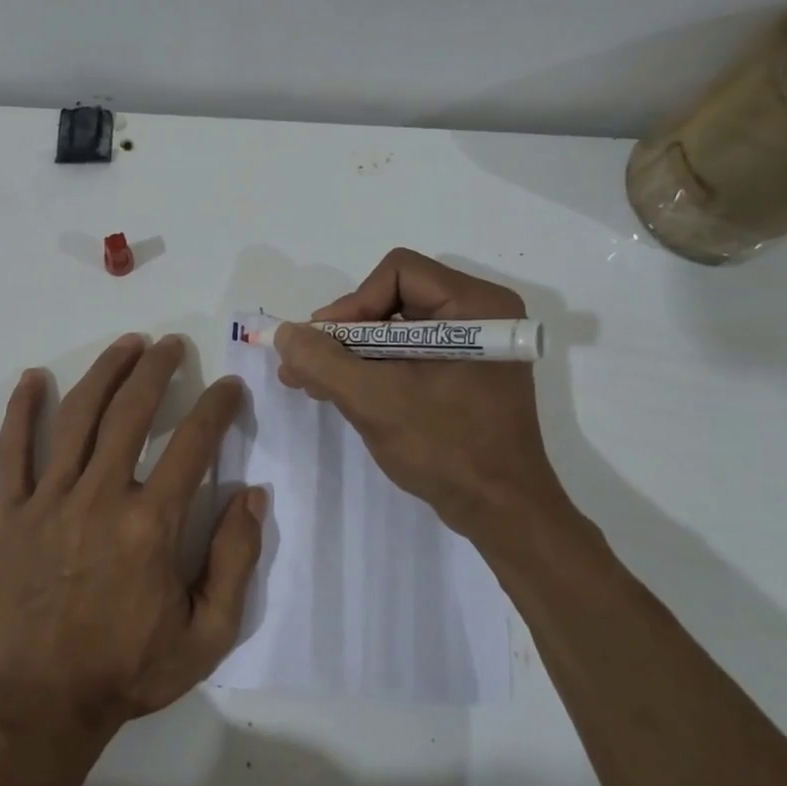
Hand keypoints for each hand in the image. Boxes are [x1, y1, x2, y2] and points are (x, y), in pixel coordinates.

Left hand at [0, 333, 265, 741]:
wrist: (42, 706)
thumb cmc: (129, 671)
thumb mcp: (208, 634)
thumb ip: (236, 560)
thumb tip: (253, 494)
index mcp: (152, 525)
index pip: (193, 444)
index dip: (217, 408)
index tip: (229, 388)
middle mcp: (101, 497)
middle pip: (131, 412)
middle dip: (157, 370)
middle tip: (172, 345)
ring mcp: (49, 501)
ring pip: (77, 416)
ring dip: (105, 372)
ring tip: (126, 345)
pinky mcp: (9, 514)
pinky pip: (13, 451)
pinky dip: (23, 410)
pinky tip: (34, 378)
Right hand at [275, 249, 576, 555]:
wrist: (501, 512)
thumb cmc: (446, 448)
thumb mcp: (374, 400)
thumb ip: (323, 361)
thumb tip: (285, 333)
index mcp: (476, 306)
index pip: (397, 273)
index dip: (353, 304)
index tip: (324, 346)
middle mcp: (479, 314)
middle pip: (392, 299)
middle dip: (344, 334)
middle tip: (305, 365)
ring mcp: (472, 346)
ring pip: (394, 330)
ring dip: (350, 355)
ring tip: (309, 381)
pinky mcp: (463, 374)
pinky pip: (407, 355)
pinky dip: (372, 370)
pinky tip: (336, 390)